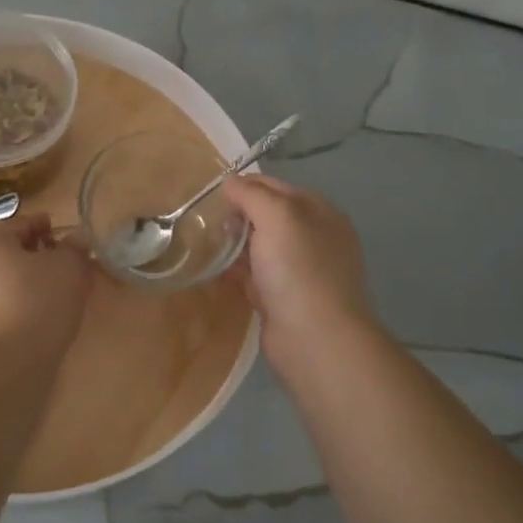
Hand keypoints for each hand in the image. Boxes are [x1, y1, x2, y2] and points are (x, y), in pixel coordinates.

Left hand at [0, 214, 92, 359]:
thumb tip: (77, 239)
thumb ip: (75, 247)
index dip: (52, 230)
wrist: (8, 364)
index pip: (25, 224)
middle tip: (71, 271)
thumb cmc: (38, 302)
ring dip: (31, 282)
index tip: (74, 244)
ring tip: (61, 297)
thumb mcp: (69, 267)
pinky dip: (21, 304)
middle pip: (12, 252)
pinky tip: (42, 318)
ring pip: (6, 279)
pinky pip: (1, 304)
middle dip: (41, 258)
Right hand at [223, 175, 374, 369]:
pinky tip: (217, 272)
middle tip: (205, 223)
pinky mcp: (285, 298)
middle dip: (237, 216)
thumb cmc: (298, 270)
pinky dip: (238, 272)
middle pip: (267, 216)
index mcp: (319, 212)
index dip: (244, 187)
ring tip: (204, 244)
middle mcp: (314, 237)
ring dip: (235, 245)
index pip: (275, 186)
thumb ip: (252, 194)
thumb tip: (230, 183)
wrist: (314, 339)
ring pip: (261, 247)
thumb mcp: (277, 217)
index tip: (211, 196)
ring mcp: (301, 270)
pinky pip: (257, 276)